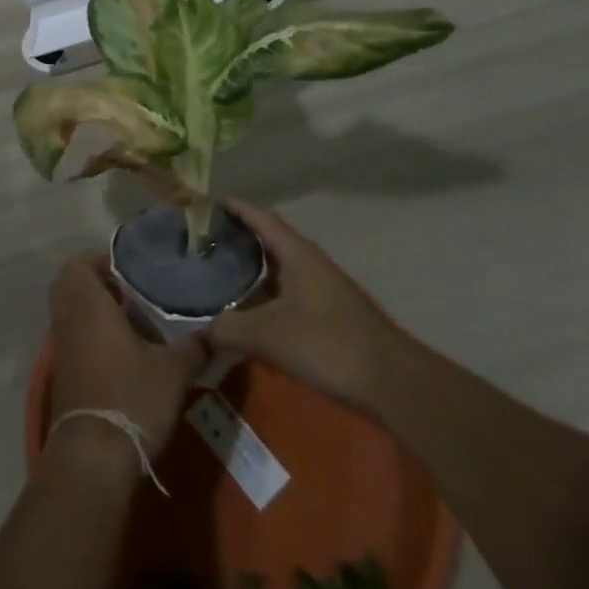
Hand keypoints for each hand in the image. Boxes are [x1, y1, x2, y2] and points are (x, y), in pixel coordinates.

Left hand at [47, 253, 205, 465]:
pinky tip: (121, 351)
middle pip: (71, 284)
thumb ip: (193, 348)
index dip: (100, 260)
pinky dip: (89, 333)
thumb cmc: (131, 398)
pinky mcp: (63, 373)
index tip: (129, 268)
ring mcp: (61, 347)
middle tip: (128, 290)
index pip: (80, 263)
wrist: (93, 456)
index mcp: (88, 304)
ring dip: (93, 309)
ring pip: (70, 312)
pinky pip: (72, 336)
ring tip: (131, 320)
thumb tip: (217, 333)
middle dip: (95, 282)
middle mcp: (68, 318)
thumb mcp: (172, 373)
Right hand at [203, 199, 402, 410]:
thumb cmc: (327, 344)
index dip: (232, 207)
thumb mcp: (269, 335)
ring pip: (278, 267)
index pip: (258, 216)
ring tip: (217, 276)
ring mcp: (322, 287)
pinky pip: (288, 290)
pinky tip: (249, 312)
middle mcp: (309, 261)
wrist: (392, 383)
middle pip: (267, 239)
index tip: (202, 206)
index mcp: (295, 252)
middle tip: (202, 244)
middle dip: (236, 238)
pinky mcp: (329, 312)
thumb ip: (228, 328)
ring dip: (251, 269)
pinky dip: (265, 293)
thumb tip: (197, 330)